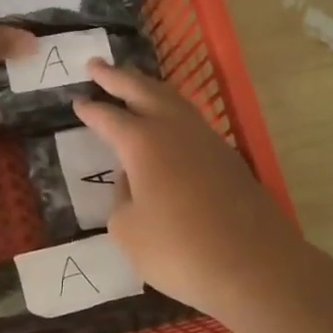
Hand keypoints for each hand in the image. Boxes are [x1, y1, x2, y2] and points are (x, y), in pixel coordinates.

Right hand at [73, 62, 316, 322]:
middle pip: (144, 91)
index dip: (91, 110)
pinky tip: (168, 123)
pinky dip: (172, 112)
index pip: (109, 118)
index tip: (77, 100)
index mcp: (143, 143)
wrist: (255, 267)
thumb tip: (134, 180)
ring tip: (133, 84)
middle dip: (117, 77)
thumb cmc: (179, 249)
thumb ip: (122, 198)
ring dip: (149, 89)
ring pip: (174, 101)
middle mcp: (175, 130)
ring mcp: (208, 141)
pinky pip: (191, 122)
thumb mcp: (128, 230)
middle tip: (96, 65)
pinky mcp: (229, 159)